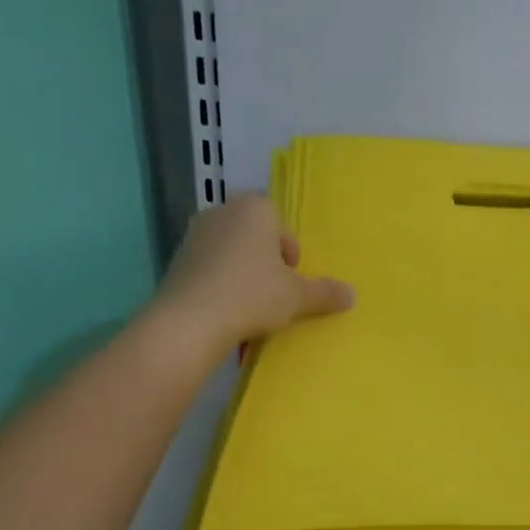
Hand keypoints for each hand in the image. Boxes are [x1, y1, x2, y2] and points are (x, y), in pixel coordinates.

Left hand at [147, 194, 354, 359]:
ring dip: (242, 274)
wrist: (190, 320)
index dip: (290, 257)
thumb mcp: (297, 297)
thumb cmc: (252, 295)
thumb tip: (352, 295)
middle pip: (255, 238)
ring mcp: (195, 234)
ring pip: (231, 253)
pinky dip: (219, 284)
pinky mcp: (176, 259)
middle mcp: (222, 211)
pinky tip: (224, 311)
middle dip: (266, 263)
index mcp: (254, 208)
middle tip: (272, 295)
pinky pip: (209, 269)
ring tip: (249, 307)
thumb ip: (325, 293)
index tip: (289, 282)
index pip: (282, 227)